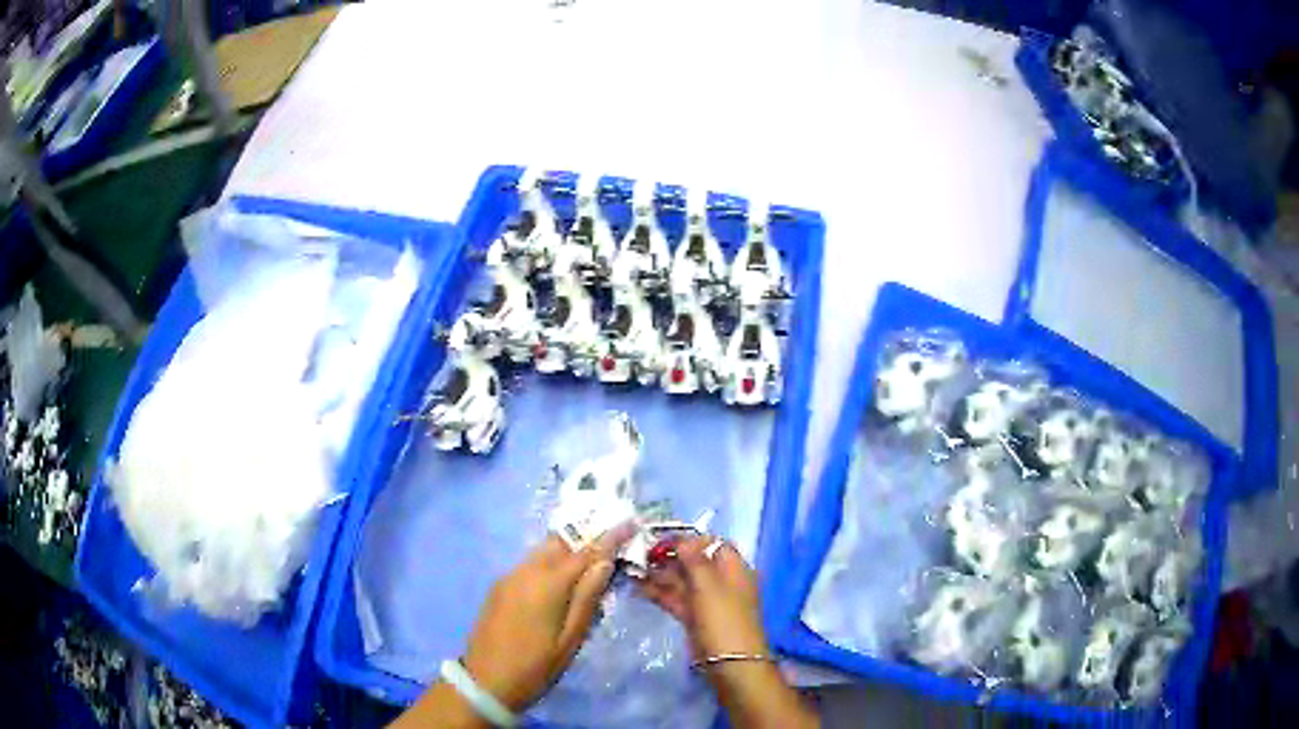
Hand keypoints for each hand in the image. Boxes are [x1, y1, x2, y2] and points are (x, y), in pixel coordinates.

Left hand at [461, 524, 634, 711]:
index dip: (610, 536)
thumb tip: (605, 562)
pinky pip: (529, 564)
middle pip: (559, 542)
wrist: (485, 682)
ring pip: (542, 551)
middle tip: (611, 543)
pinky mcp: (499, 587)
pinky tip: (560, 582)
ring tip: (589, 562)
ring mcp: (508, 577)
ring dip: (567, 549)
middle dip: (585, 536)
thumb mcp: (570, 638)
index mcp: (547, 583)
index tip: (630, 521)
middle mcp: (525, 571)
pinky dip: (550, 563)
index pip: (586, 550)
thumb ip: (587, 598)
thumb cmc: (536, 666)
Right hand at [639, 536, 768, 660]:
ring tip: (631, 567)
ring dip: (660, 575)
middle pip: (694, 562)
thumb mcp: (708, 585)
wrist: (729, 663)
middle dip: (668, 557)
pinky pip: (677, 599)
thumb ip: (694, 560)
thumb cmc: (723, 619)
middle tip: (639, 554)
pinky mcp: (695, 617)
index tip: (660, 540)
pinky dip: (659, 592)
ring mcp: (708, 600)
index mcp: (734, 568)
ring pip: (683, 581)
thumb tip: (683, 540)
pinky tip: (637, 587)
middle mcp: (721, 581)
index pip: (712, 544)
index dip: (688, 539)